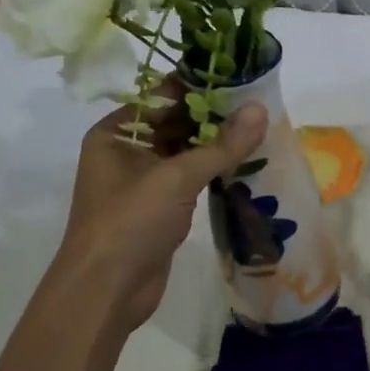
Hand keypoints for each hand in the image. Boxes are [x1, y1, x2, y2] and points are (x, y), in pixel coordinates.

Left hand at [53, 94, 267, 332]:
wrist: (107, 291)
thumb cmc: (130, 223)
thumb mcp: (176, 178)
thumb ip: (221, 145)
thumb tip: (261, 109)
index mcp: (118, 133)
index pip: (163, 97)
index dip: (201, 86)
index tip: (243, 79)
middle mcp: (128, 151)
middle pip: (177, 123)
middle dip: (215, 117)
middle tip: (261, 106)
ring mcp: (144, 182)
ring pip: (187, 153)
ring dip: (219, 145)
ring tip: (262, 130)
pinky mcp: (160, 209)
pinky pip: (191, 180)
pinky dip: (215, 172)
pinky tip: (247, 164)